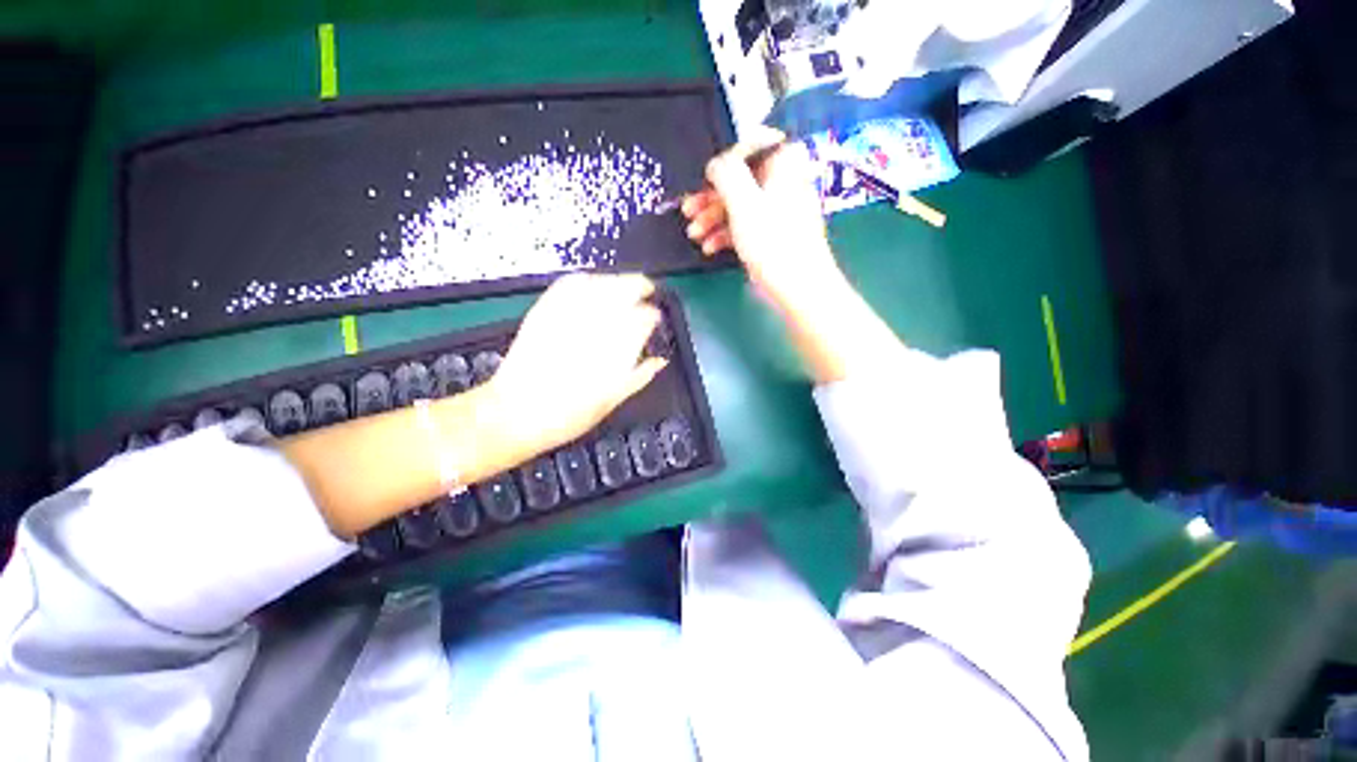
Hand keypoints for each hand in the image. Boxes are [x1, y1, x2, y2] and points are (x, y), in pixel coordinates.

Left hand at [488, 273, 667, 458]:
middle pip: (624, 289)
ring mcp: (568, 316)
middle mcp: (594, 326)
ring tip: (623, 286)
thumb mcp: (612, 401)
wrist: (515, 414)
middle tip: (647, 291)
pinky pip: (568, 284)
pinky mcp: (544, 312)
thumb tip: (659, 361)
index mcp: (615, 349)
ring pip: (600, 282)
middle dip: (640, 286)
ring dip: (616, 281)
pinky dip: (584, 279)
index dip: (652, 315)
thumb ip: (640, 376)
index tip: (654, 319)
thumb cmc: (568, 415)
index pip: (644, 317)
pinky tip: (591, 284)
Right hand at [682, 127, 845, 314]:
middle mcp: (782, 183)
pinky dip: (725, 235)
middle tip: (688, 210)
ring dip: (712, 218)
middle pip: (740, 179)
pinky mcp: (771, 236)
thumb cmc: (772, 242)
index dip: (725, 159)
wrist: (798, 287)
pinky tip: (709, 248)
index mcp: (783, 165)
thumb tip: (715, 164)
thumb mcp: (744, 203)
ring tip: (693, 235)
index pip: (752, 144)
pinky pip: (744, 226)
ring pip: (739, 205)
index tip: (706, 178)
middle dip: (711, 196)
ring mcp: (777, 212)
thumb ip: (726, 174)